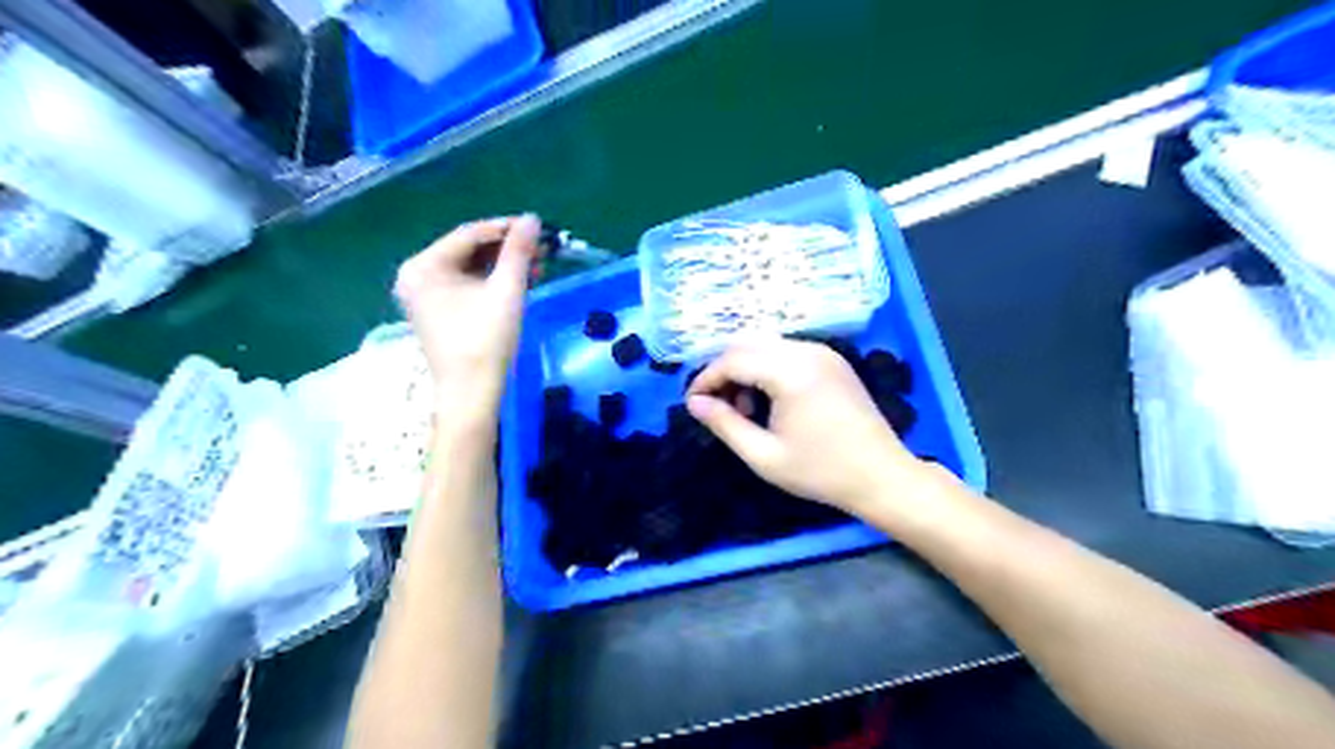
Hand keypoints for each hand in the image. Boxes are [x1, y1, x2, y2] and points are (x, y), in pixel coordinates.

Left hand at [395, 217, 540, 422]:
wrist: (472, 392)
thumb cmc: (485, 340)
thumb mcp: (506, 290)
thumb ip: (518, 251)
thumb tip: (532, 218)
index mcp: (424, 266)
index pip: (469, 234)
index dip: (505, 229)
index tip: (537, 228)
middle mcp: (417, 276)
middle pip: (468, 250)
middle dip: (507, 249)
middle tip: (541, 250)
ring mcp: (425, 295)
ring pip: (470, 268)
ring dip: (503, 266)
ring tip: (536, 268)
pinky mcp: (437, 311)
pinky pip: (466, 285)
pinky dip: (492, 282)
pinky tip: (519, 283)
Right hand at [688, 339, 930, 514]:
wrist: (881, 476)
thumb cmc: (821, 471)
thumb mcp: (764, 456)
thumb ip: (725, 424)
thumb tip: (694, 403)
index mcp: (790, 371)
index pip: (732, 360)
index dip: (706, 379)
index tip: (693, 404)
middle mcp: (806, 350)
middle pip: (747, 344)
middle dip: (725, 372)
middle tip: (719, 407)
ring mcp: (823, 352)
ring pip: (766, 345)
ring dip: (746, 369)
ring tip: (747, 409)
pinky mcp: (833, 360)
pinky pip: (787, 351)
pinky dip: (768, 368)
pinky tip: (771, 400)